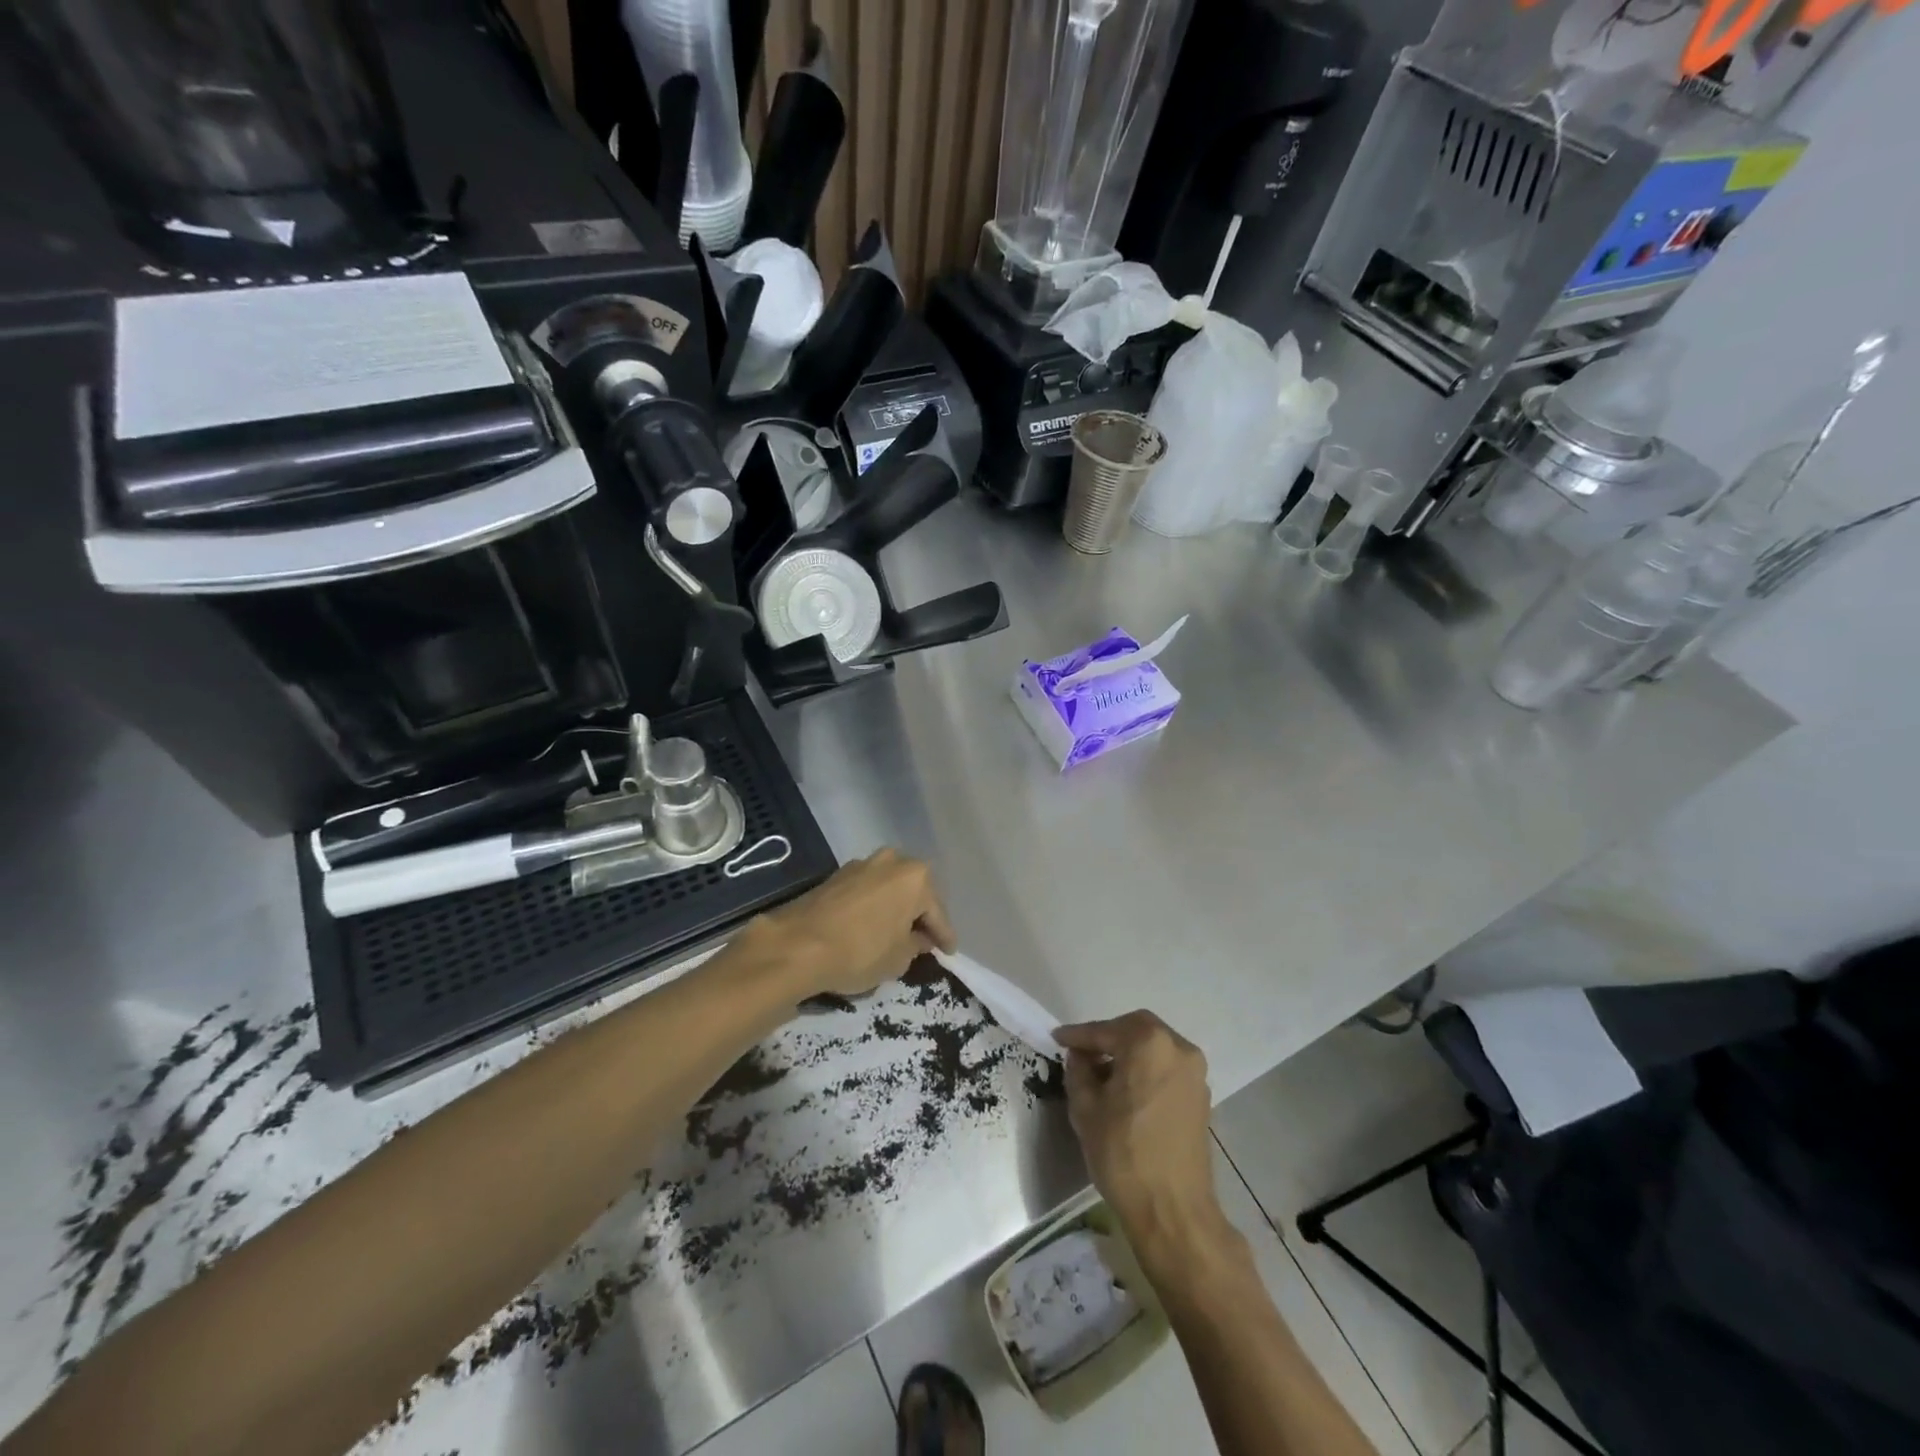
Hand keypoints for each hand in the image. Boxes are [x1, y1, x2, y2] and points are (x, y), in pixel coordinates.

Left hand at [758, 849, 955, 996]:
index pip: (937, 912)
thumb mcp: (898, 959)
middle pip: (914, 892)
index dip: (944, 936)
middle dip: (920, 915)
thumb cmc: (860, 951)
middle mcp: (892, 861)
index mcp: (915, 877)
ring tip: (897, 932)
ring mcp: (861, 864)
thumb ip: (915, 945)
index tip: (949, 951)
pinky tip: (872, 925)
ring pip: (889, 889)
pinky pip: (867, 891)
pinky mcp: (836, 875)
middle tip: (924, 939)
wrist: (797, 944)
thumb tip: (917, 938)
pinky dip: (874, 907)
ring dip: (895, 908)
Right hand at [1056, 1011, 1229, 1266]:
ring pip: (1155, 1047)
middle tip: (1082, 1052)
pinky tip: (1127, 1089)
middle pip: (1136, 1029)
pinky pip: (1167, 1067)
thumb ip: (1079, 1071)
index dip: (1078, 1035)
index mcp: (1149, 1044)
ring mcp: (1195, 1073)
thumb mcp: (1086, 1109)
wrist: (1173, 1211)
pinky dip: (1146, 1069)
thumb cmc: (1123, 1154)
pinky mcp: (1201, 1097)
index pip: (1105, 1031)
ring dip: (1129, 1052)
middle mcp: (1178, 1048)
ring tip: (1102, 1073)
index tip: (1057, 1039)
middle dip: (1108, 1037)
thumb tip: (1080, 1056)